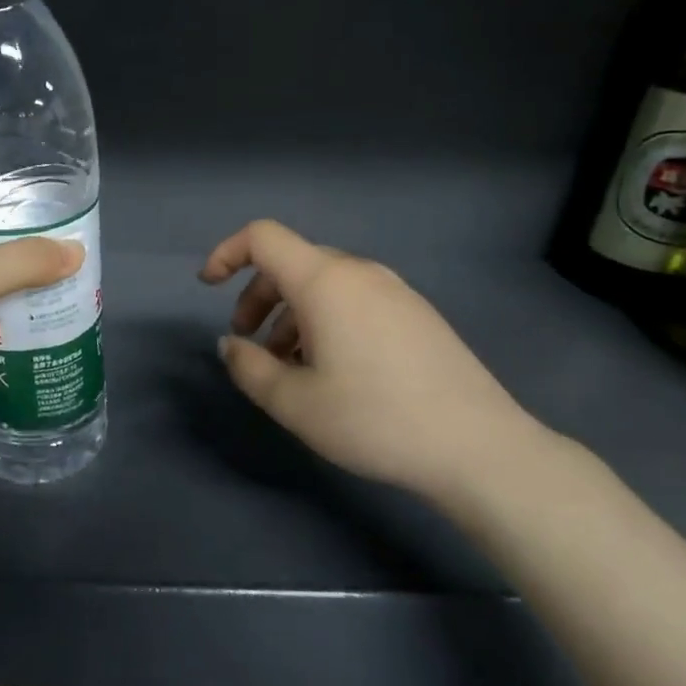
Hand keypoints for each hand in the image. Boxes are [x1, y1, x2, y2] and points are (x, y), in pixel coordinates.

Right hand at [199, 219, 550, 508]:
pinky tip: (331, 371)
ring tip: (289, 367)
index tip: (207, 288)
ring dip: (291, 315)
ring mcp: (395, 291)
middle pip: (293, 263)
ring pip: (324, 285)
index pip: (263, 238)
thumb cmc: (374, 419)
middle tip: (249, 343)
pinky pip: (354, 301)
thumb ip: (249, 367)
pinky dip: (325, 321)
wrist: (478, 447)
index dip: (226, 253)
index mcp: (326, 282)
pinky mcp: (416, 315)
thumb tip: (231, 344)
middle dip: (258, 296)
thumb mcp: (294, 402)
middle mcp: (360, 273)